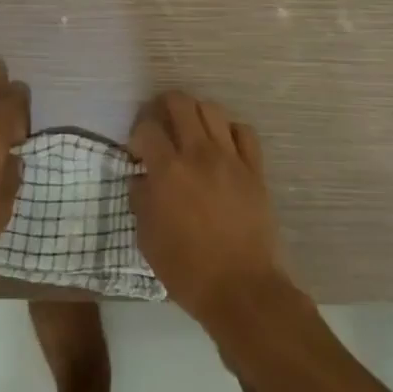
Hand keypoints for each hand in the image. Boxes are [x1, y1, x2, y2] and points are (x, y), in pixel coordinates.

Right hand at [128, 92, 288, 326]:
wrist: (241, 288)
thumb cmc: (187, 269)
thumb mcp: (147, 238)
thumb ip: (140, 199)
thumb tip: (141, 177)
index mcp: (168, 171)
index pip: (148, 128)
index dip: (137, 133)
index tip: (137, 151)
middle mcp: (198, 154)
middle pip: (180, 103)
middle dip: (163, 106)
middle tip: (160, 125)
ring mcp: (230, 158)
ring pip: (212, 110)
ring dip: (195, 114)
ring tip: (190, 131)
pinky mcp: (254, 169)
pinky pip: (244, 132)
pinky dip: (229, 131)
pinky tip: (222, 145)